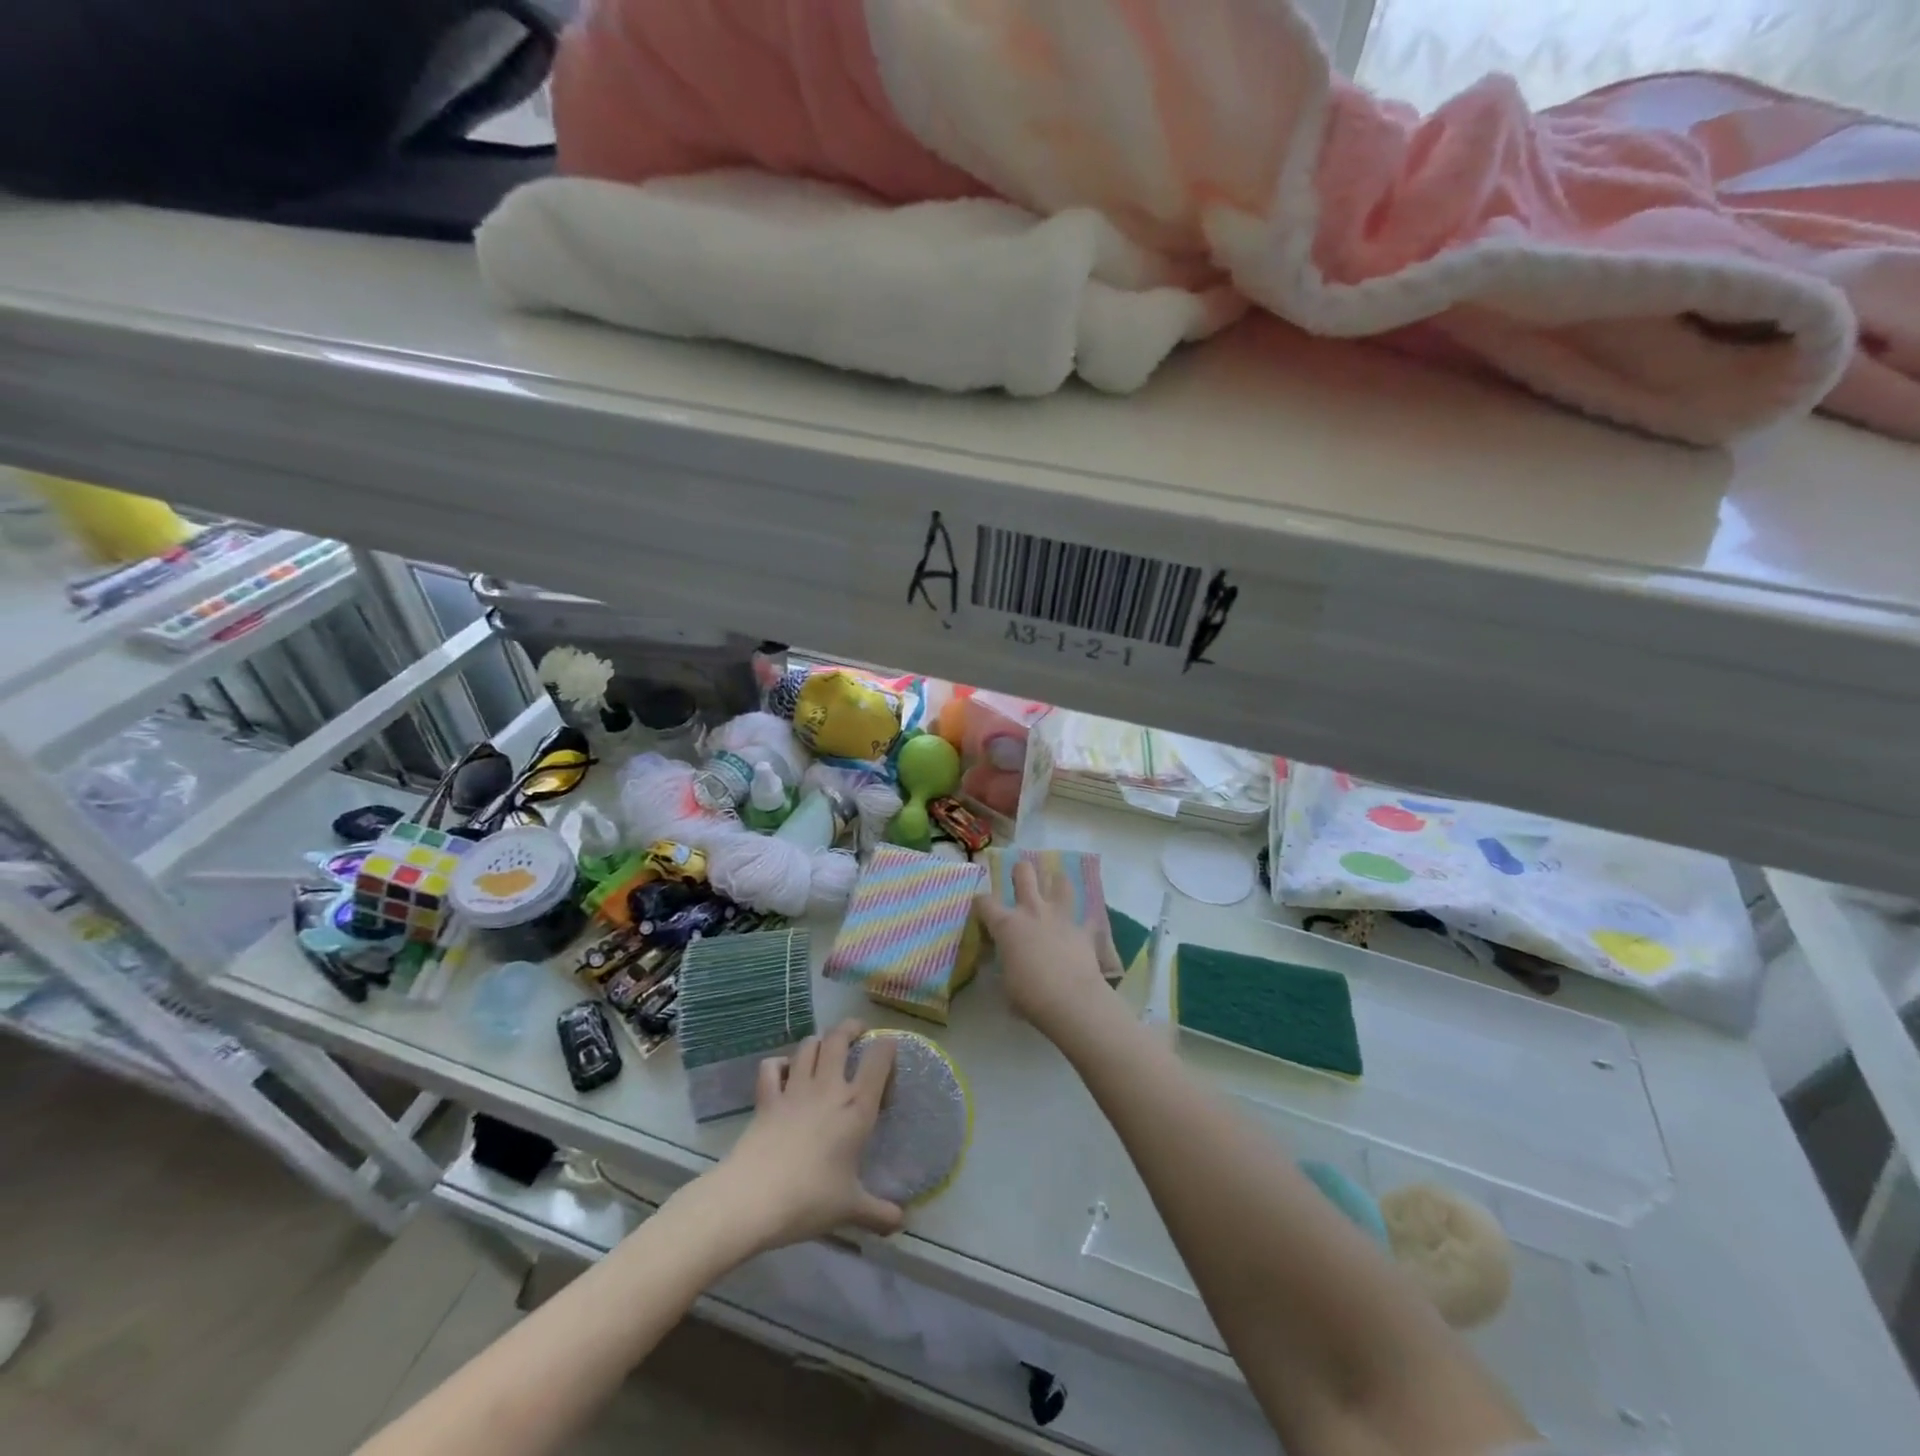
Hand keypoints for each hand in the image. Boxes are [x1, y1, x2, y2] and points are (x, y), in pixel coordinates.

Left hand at [697, 1019, 903, 1253]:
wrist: (752, 1199)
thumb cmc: (809, 1199)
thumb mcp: (850, 1209)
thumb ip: (878, 1213)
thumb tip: (902, 1222)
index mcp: (856, 1106)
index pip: (879, 1058)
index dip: (887, 1047)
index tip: (890, 1051)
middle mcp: (829, 1087)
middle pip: (840, 1037)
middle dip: (851, 1028)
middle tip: (858, 1033)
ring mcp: (794, 1088)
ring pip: (808, 1045)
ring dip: (819, 1042)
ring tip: (825, 1049)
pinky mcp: (766, 1098)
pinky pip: (771, 1066)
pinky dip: (778, 1064)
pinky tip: (783, 1073)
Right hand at [976, 859, 1114, 1033]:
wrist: (1072, 1000)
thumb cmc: (1031, 995)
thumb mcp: (1006, 981)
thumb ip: (1006, 962)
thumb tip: (1009, 961)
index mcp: (1007, 924)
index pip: (985, 902)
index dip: (981, 903)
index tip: (982, 910)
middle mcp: (1032, 911)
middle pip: (1024, 873)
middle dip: (1020, 871)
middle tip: (1020, 879)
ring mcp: (1060, 916)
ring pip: (1060, 882)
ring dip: (1057, 884)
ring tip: (1055, 890)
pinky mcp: (1083, 929)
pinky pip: (1086, 918)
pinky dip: (1083, 921)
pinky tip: (1083, 926)